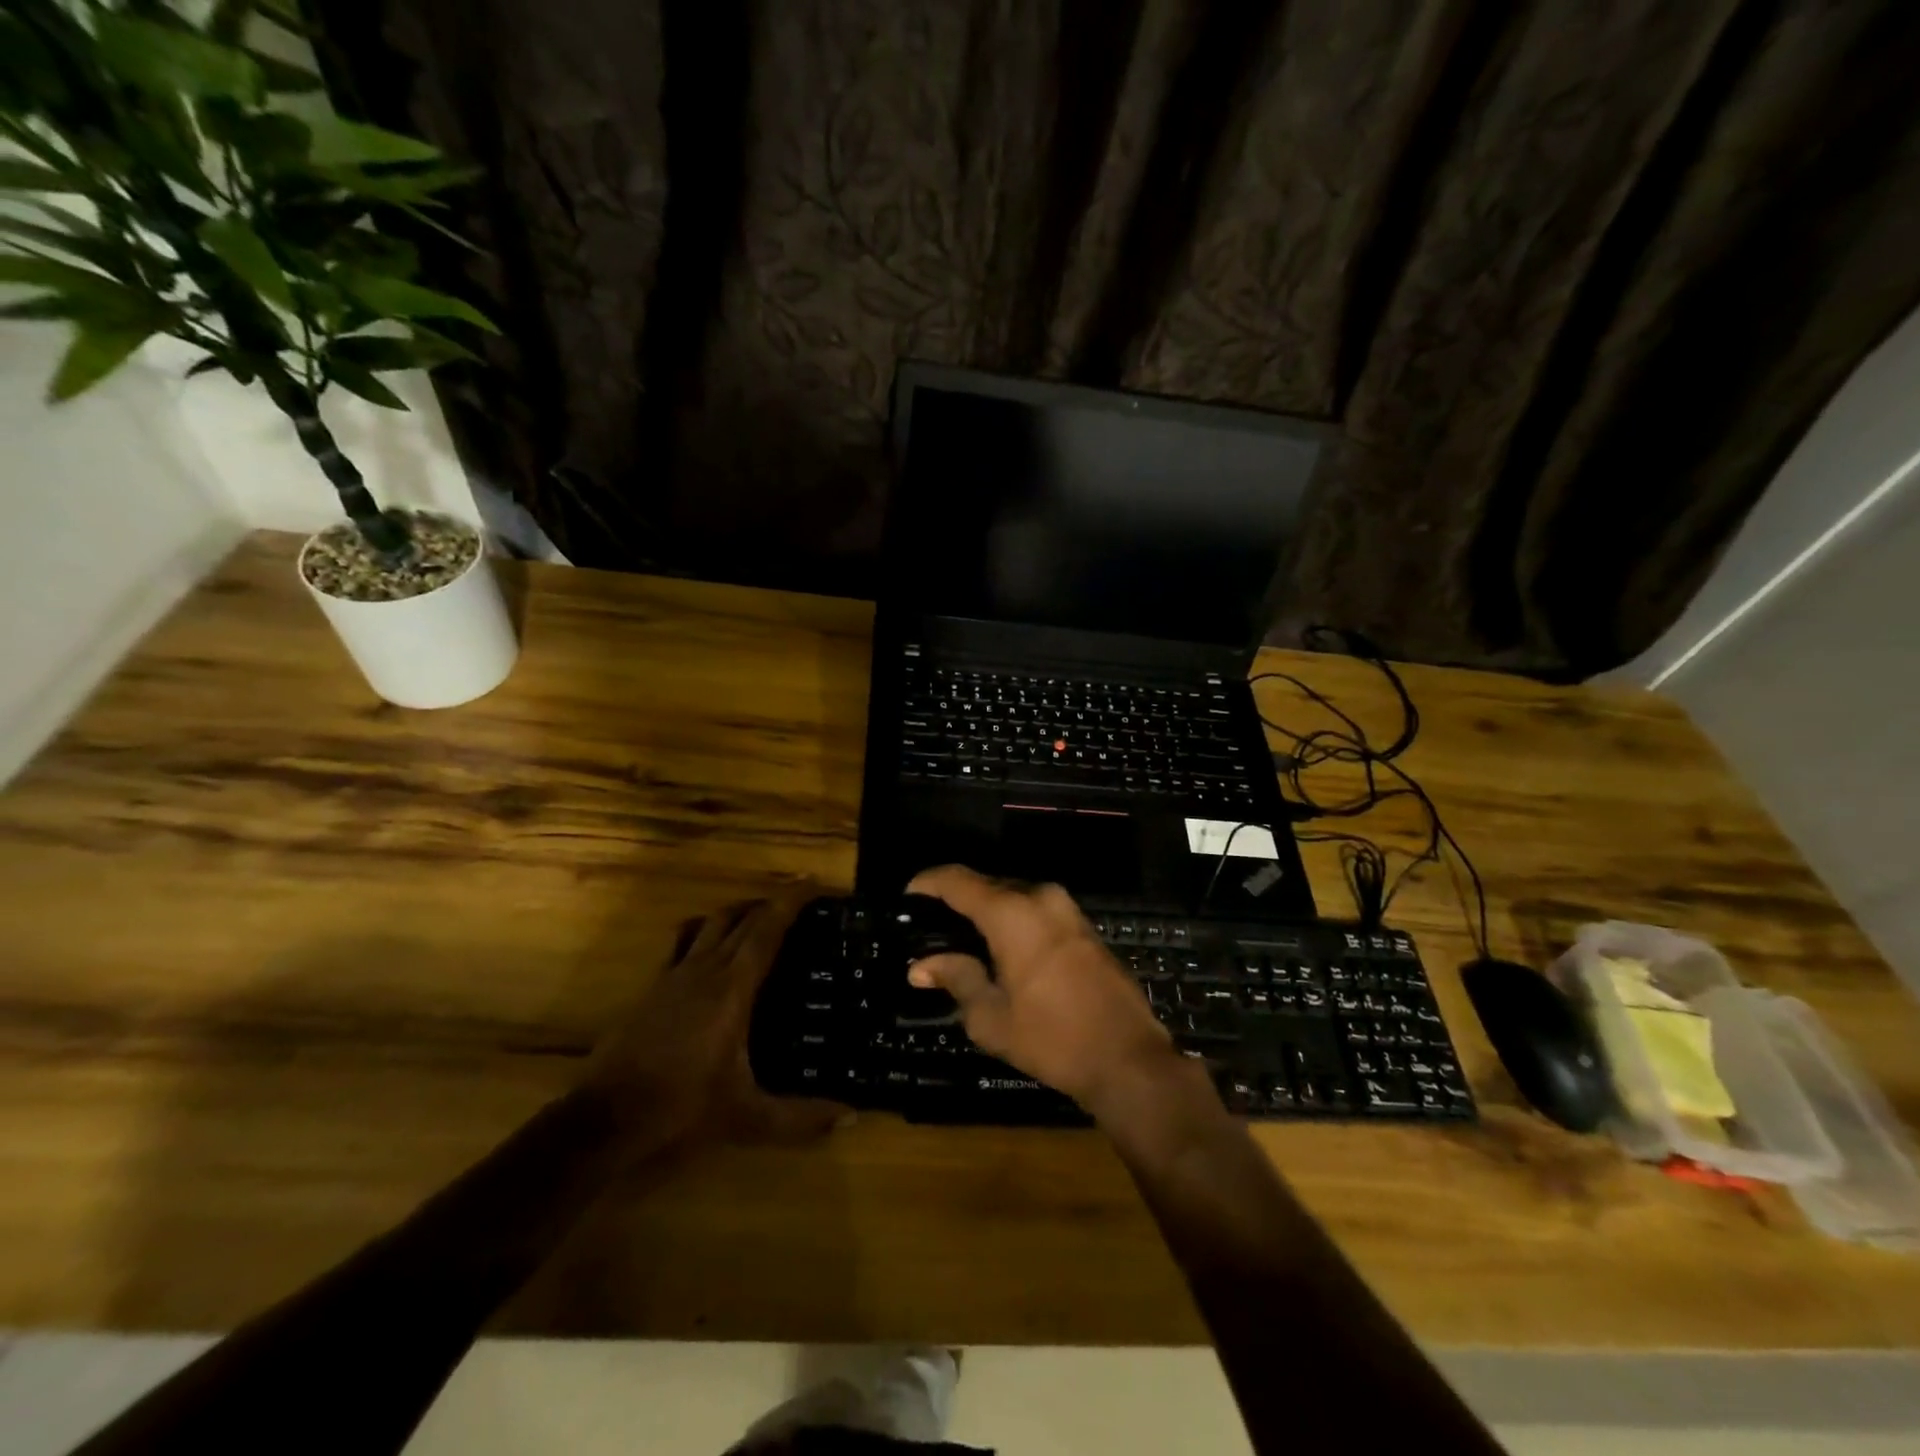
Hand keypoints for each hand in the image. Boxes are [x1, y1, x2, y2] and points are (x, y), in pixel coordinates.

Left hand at [584, 889, 850, 1150]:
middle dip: (771, 902)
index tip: (814, 882)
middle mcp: (703, 969)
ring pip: (710, 923)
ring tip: (760, 917)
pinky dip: (704, 931)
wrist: (603, 1121)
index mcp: (731, 988)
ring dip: (738, 912)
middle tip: (800, 902)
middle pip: (741, 918)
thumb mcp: (747, 1118)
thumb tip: (851, 1116)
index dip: (791, 901)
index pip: (767, 929)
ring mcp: (672, 975)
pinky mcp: (651, 988)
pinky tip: (710, 949)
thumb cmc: (680, 1110)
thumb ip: (800, 1117)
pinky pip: (682, 942)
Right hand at [906, 865, 1180, 1113]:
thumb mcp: (991, 1016)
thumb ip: (955, 978)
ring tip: (961, 940)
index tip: (907, 898)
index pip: (957, 880)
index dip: (927, 883)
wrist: (1127, 1058)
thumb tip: (920, 966)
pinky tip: (999, 949)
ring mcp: (1066, 908)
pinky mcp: (1082, 925)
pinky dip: (1012, 920)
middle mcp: (1040, 897)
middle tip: (930, 928)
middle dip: (956, 900)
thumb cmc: (1052, 1038)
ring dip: (986, 911)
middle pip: (986, 884)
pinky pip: (1035, 910)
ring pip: (1012, 896)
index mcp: (1012, 912)